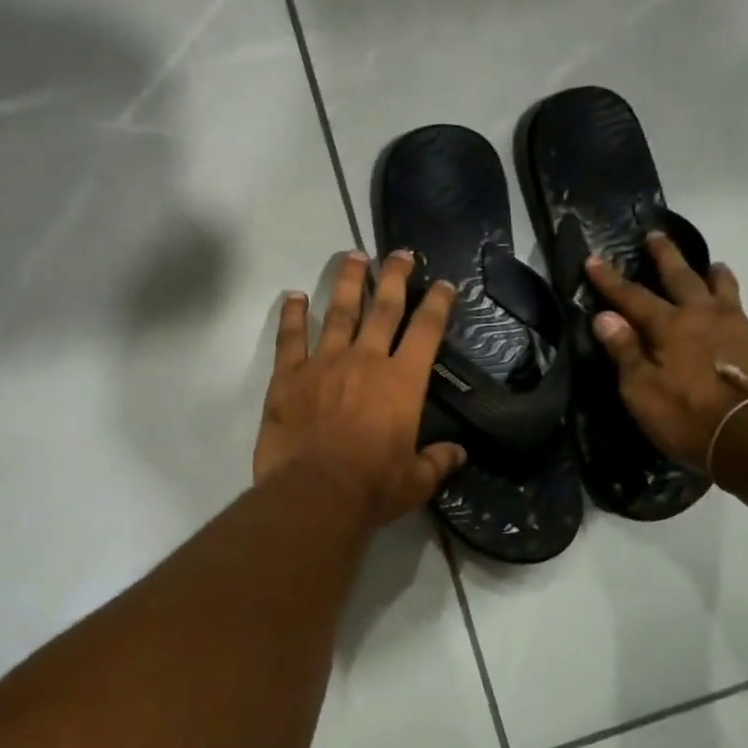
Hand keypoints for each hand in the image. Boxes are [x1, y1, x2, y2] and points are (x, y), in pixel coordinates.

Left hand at [255, 249, 466, 524]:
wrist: (315, 493)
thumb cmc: (371, 488)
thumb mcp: (415, 481)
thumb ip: (437, 462)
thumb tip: (459, 453)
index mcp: (402, 382)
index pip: (426, 331)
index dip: (438, 303)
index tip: (444, 283)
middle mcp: (366, 360)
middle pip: (383, 308)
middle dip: (394, 277)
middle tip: (399, 253)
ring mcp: (324, 362)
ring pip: (338, 312)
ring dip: (347, 282)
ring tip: (352, 257)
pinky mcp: (288, 375)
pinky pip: (290, 337)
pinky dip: (291, 315)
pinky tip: (292, 297)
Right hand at [585, 235, 747, 472]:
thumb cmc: (689, 417)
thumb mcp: (642, 391)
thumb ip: (625, 352)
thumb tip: (605, 317)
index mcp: (671, 327)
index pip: (633, 297)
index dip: (610, 280)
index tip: (593, 258)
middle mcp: (707, 317)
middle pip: (683, 277)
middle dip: (666, 257)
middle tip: (656, 235)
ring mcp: (743, 330)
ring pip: (726, 291)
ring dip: (714, 276)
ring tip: (713, 266)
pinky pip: (747, 321)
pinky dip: (735, 314)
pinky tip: (737, 327)